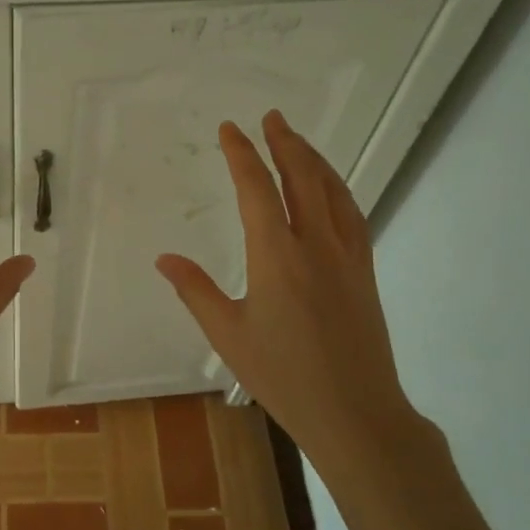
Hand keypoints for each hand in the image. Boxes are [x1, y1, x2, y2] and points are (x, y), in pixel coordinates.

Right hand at [155, 110, 420, 467]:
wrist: (357, 413)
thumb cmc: (284, 376)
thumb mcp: (228, 335)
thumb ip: (195, 290)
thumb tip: (164, 258)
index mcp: (277, 256)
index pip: (257, 189)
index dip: (242, 154)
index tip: (230, 129)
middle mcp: (315, 244)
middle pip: (302, 177)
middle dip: (284, 142)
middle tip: (271, 117)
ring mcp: (347, 255)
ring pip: (332, 190)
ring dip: (313, 159)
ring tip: (297, 140)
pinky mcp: (364, 270)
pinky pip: (350, 213)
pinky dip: (336, 187)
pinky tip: (329, 187)